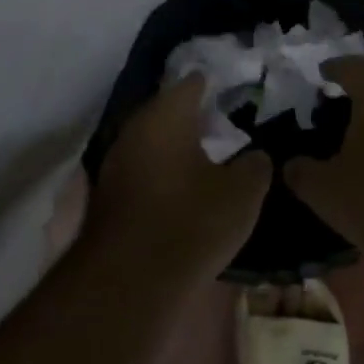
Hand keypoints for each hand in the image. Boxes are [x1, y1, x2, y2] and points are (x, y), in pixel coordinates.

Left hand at [87, 77, 273, 280]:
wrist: (130, 280)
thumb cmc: (191, 223)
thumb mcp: (241, 195)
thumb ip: (254, 166)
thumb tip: (255, 155)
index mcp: (166, 116)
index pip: (191, 84)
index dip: (213, 84)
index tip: (232, 89)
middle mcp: (134, 129)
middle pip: (166, 110)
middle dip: (192, 115)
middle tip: (223, 123)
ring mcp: (115, 161)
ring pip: (150, 140)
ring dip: (174, 145)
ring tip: (205, 154)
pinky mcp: (107, 193)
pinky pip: (140, 168)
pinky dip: (160, 170)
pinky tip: (180, 185)